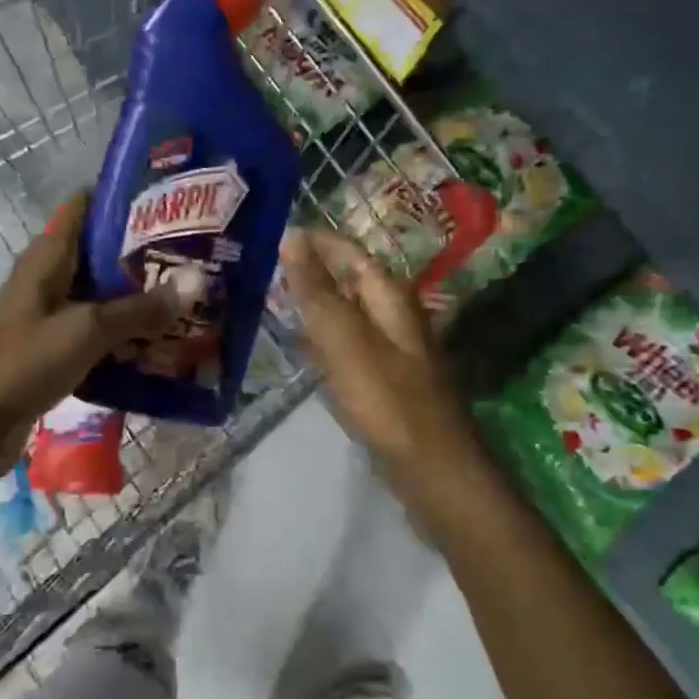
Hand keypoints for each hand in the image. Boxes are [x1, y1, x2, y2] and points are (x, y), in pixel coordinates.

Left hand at [0, 191, 184, 486]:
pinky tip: (162, 342)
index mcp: (47, 259)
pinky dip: (126, 334)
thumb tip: (194, 283)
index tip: (169, 200)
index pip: (83, 208)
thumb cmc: (22, 364)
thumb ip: (139, 309)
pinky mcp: (55, 351)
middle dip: (143, 253)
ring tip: (189, 294)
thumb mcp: (85, 330)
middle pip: (100, 254)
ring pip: (102, 296)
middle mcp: (49, 280)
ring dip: (139, 297)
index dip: (122, 198)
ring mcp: (51, 317)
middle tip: (196, 253)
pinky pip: (98, 333)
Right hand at [278, 226, 484, 506]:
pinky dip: (325, 336)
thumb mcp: (344, 338)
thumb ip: (316, 289)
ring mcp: (393, 347)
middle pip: (350, 279)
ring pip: (349, 311)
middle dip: (313, 269)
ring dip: (317, 303)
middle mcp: (395, 314)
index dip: (316, 240)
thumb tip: (292, 236)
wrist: (432, 467)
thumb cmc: (386, 399)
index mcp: (389, 296)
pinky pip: (349, 344)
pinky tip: (305, 346)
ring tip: (276, 298)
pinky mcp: (386, 378)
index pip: (348, 251)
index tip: (276, 230)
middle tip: (266, 266)